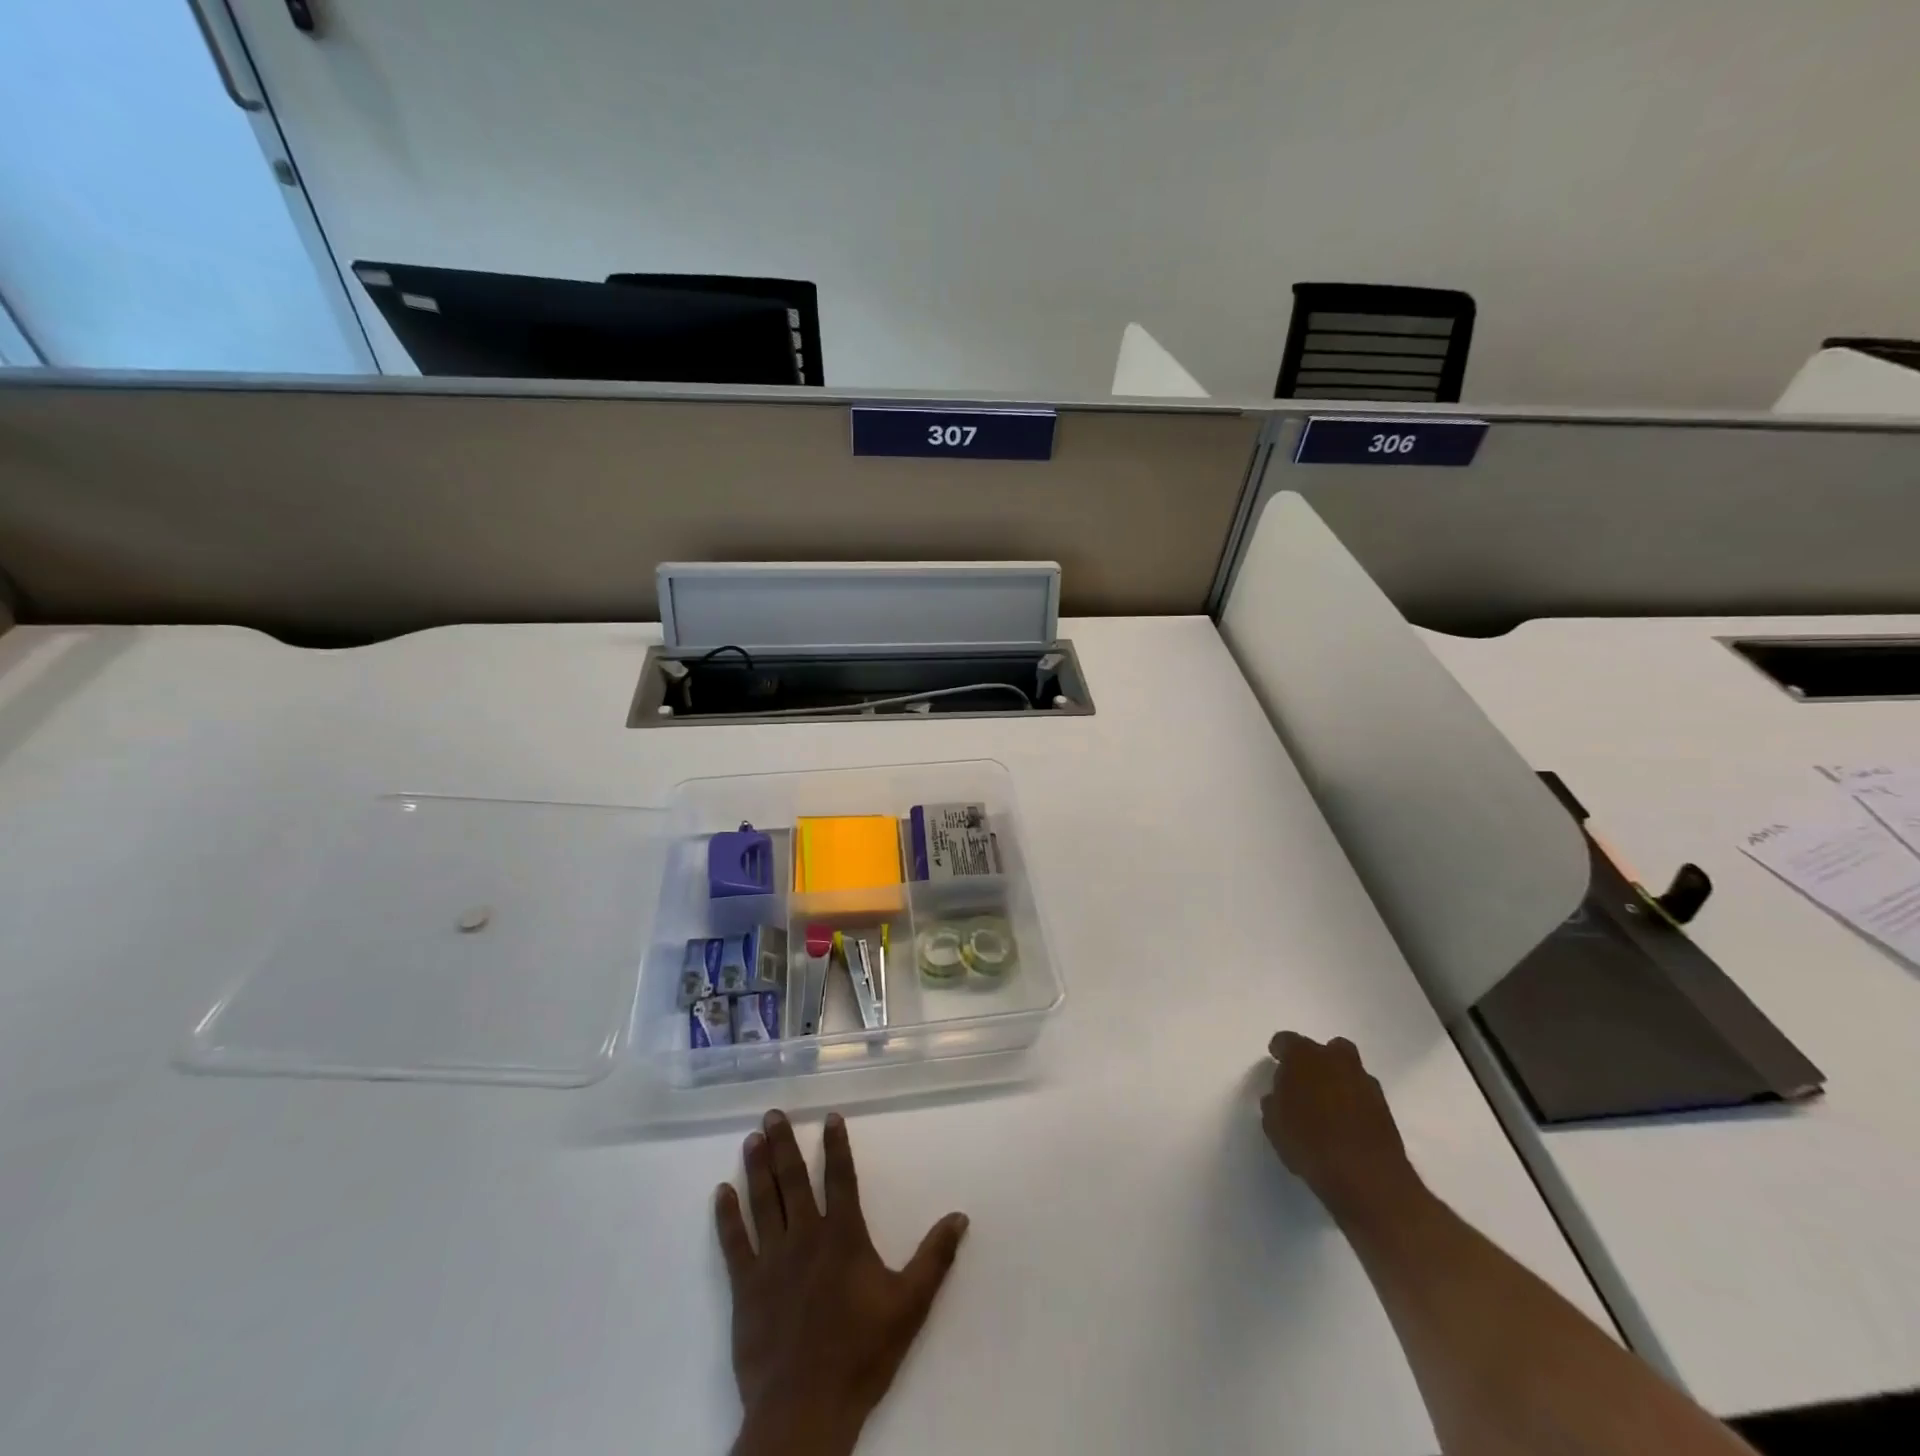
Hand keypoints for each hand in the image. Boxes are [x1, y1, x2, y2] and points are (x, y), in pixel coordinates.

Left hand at [716, 1110, 968, 1455]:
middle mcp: (805, 1236)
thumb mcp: (910, 1305)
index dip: (836, 1145)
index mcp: (843, 1236)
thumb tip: (960, 1216)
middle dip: (784, 1143)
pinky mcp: (746, 1287)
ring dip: (756, 1167)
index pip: (840, 1177)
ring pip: (763, 1201)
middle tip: (773, 1113)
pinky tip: (721, 1192)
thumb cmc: (861, 1354)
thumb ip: (935, 1258)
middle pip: (792, 1179)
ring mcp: (772, 1260)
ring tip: (752, 1137)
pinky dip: (727, 1216)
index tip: (829, 1116)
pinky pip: (734, 1242)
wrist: (805, 1409)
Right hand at [1262, 1033, 1421, 1225]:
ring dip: (1338, 1082)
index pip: (1286, 1041)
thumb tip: (1279, 1097)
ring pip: (1349, 1072)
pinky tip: (1346, 1125)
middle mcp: (1336, 1060)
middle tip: (1306, 1082)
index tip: (1276, 1063)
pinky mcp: (1386, 1108)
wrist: (1367, 1178)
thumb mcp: (1274, 1124)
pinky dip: (1354, 1104)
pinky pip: (1363, 1096)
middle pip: (1326, 1049)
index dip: (1280, 1051)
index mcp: (1304, 1056)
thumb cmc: (1309, 1143)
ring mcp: (1365, 1083)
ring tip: (1327, 1108)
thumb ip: (1274, 1102)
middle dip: (1317, 1061)